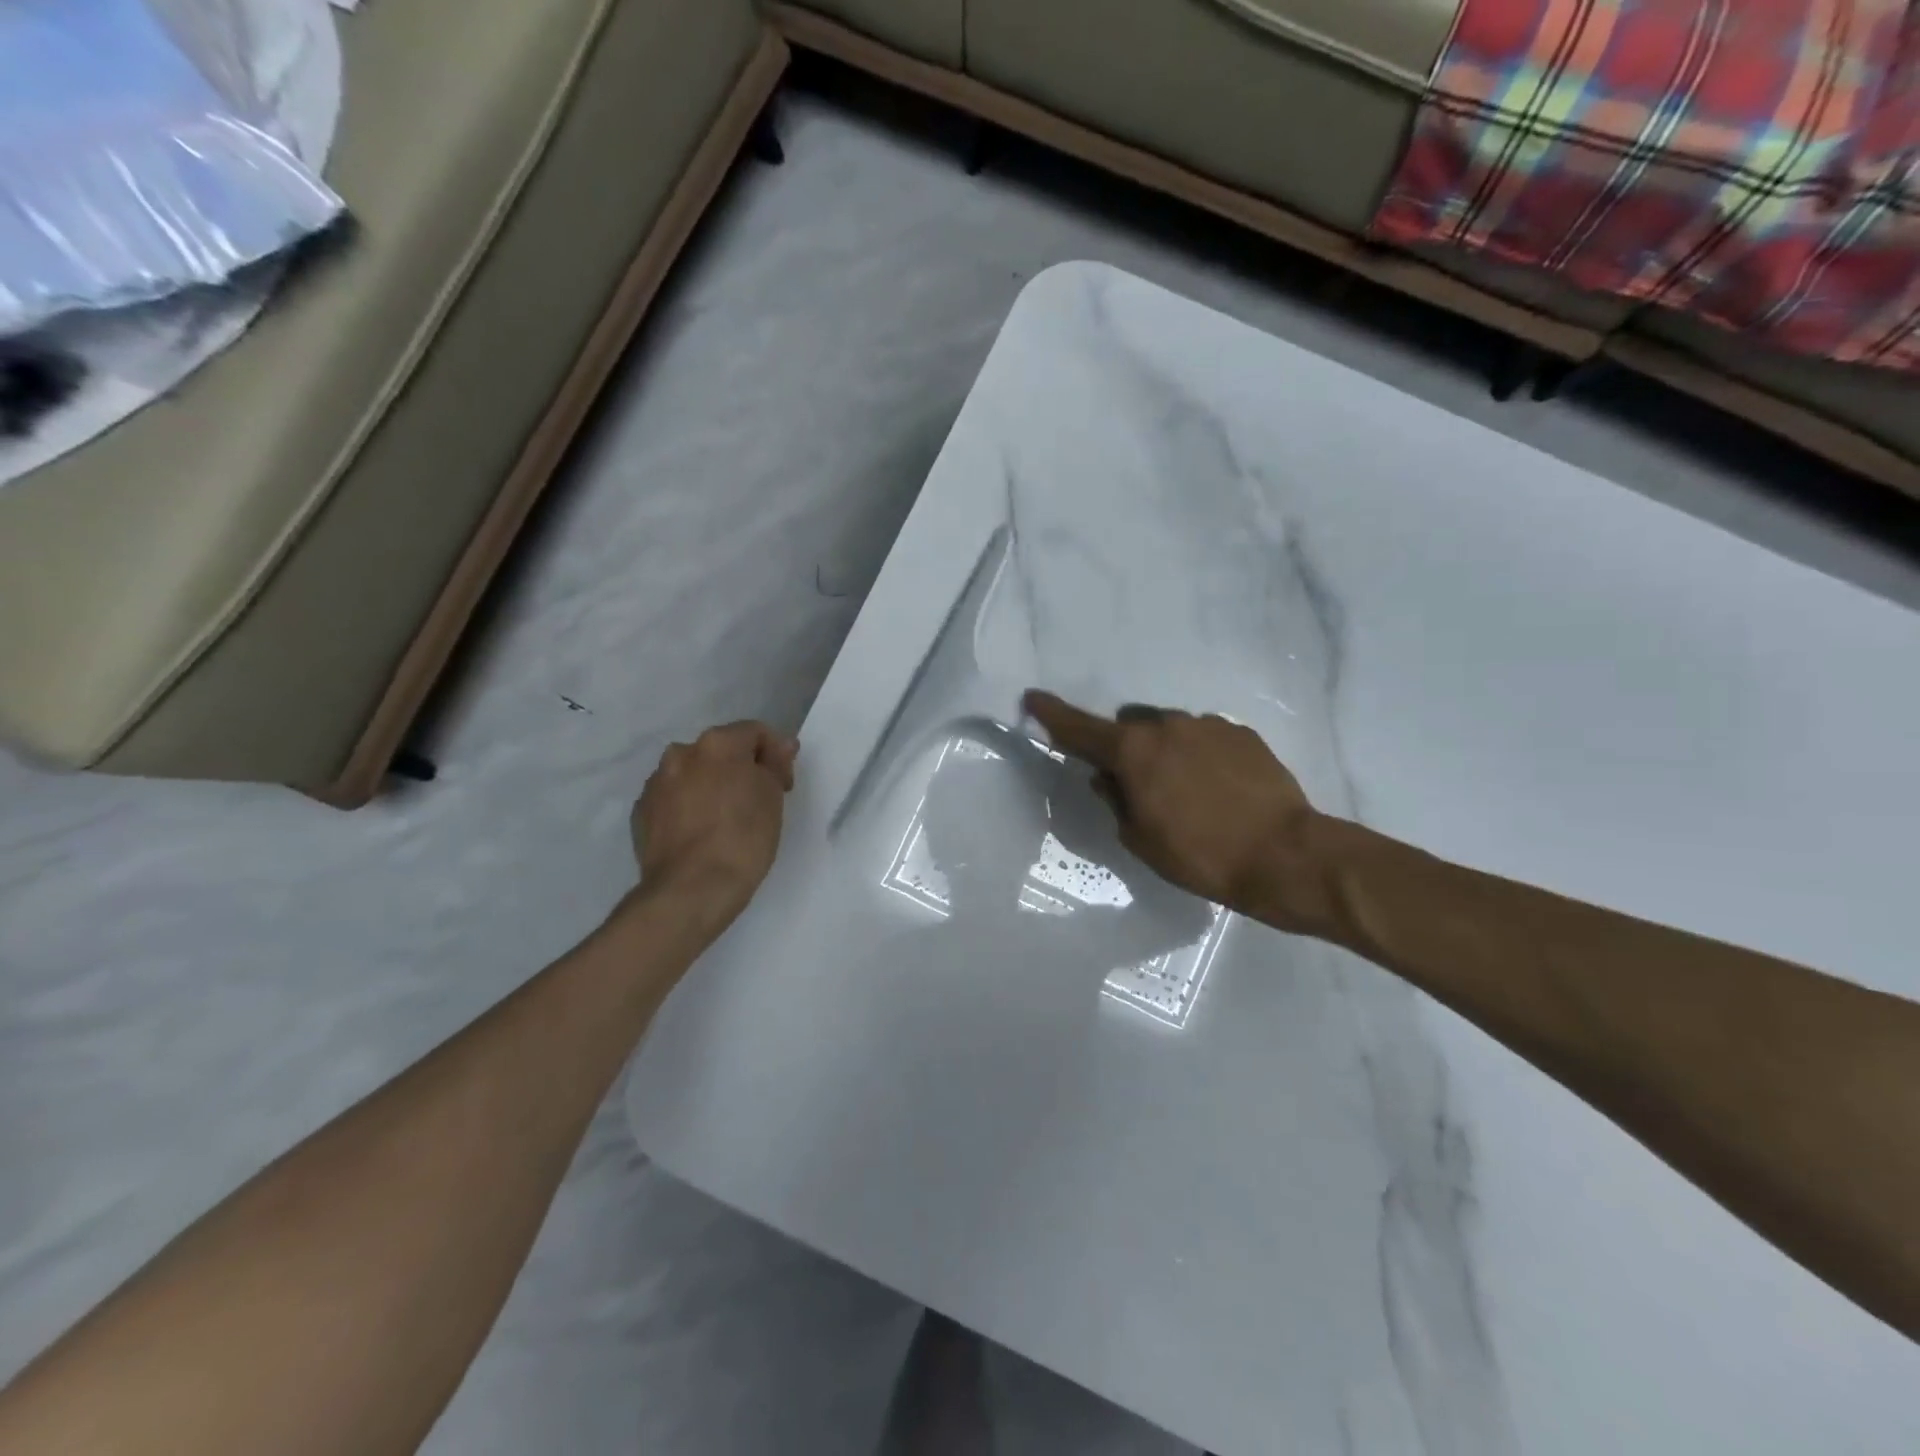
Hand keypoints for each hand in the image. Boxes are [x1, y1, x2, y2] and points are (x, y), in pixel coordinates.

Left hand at [629, 721, 798, 936]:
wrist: (691, 890)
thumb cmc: (743, 838)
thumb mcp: (772, 797)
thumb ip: (774, 763)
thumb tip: (780, 745)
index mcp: (717, 743)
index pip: (754, 732)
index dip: (776, 755)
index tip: (784, 786)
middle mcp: (681, 754)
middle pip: (720, 751)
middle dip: (740, 769)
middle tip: (757, 802)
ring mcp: (656, 784)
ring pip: (693, 775)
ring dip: (711, 787)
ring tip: (725, 821)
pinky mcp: (641, 813)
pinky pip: (673, 800)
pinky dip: (688, 808)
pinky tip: (701, 835)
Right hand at [1024, 691, 1332, 935]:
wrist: (1284, 855)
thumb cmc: (1200, 854)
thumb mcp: (1140, 838)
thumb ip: (1116, 800)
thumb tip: (1107, 779)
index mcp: (1134, 750)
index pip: (1080, 728)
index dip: (1052, 715)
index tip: (1033, 698)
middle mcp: (1167, 725)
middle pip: (1131, 728)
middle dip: (1127, 749)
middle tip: (1140, 787)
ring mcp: (1208, 725)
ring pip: (1170, 731)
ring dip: (1166, 753)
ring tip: (1189, 793)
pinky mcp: (1242, 733)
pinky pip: (1205, 738)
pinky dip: (1200, 757)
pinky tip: (1219, 789)